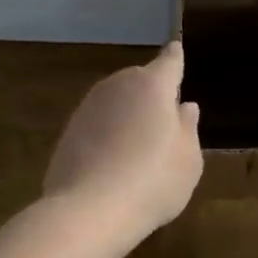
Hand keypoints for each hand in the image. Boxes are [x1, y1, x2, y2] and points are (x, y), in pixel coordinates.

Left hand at [44, 41, 203, 246]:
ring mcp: (89, 106)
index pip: (169, 62)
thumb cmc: (153, 181)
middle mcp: (118, 85)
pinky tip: (113, 162)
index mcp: (153, 85)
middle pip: (139, 81)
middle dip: (151, 93)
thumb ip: (188, 128)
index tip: (176, 49)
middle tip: (162, 122)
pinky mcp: (69, 129)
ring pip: (116, 101)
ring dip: (126, 115)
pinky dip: (107, 134)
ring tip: (138, 147)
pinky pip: (97, 123)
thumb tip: (184, 106)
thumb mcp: (188, 159)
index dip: (175, 58)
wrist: (89, 208)